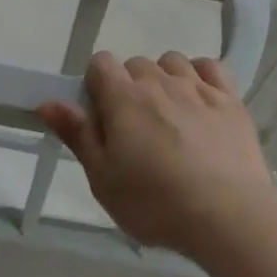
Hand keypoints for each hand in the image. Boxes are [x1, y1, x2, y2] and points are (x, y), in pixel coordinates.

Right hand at [38, 51, 276, 259]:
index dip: (97, 84)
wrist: (227, 214)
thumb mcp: (103, 179)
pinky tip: (200, 101)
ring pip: (172, 62)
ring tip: (170, 117)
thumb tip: (47, 101)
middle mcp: (158, 81)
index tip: (102, 117)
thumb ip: (76, 134)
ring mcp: (197, 86)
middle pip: (136, 63)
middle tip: (136, 130)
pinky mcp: (229, 98)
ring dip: (165, 80)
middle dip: (130, 87)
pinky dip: (201, 76)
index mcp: (123, 97)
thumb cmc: (156, 203)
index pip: (100, 62)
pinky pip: (210, 67)